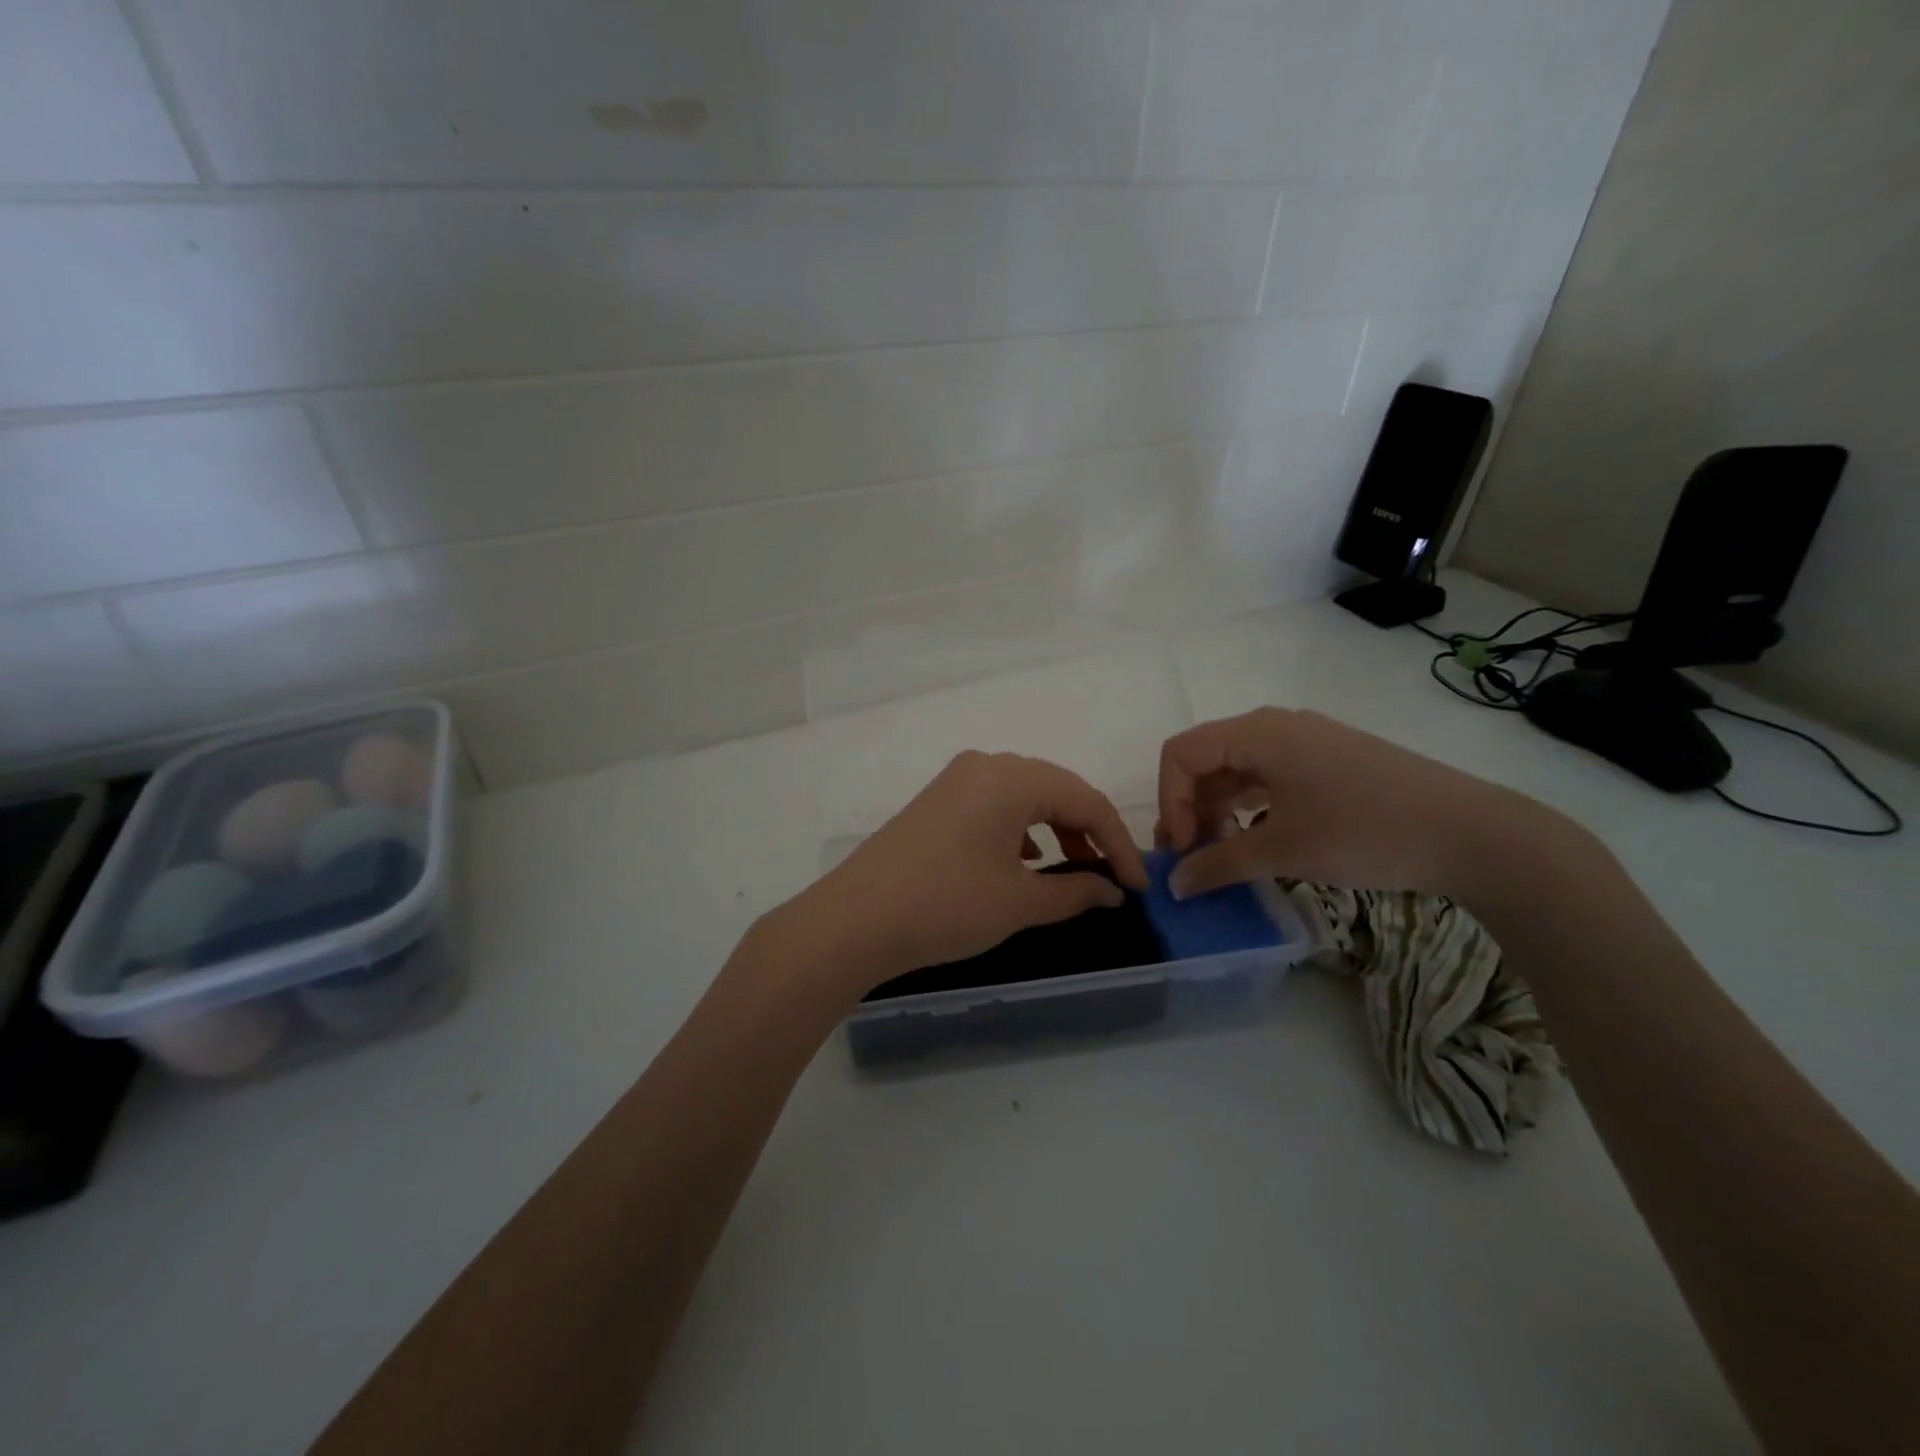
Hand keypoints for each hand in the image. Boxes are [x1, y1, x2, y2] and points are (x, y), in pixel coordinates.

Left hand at [789, 751, 1148, 990]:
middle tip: (1111, 876)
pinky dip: (1021, 829)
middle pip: (1056, 790)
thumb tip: (1113, 891)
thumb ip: (1075, 890)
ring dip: (1055, 828)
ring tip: (1073, 868)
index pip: (1086, 801)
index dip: (1119, 843)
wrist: (855, 920)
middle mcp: (985, 765)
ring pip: (1025, 796)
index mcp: (1011, 777)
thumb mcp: (1019, 902)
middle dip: (1089, 831)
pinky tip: (1025, 862)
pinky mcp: (937, 801)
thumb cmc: (946, 905)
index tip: (1139, 885)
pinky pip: (994, 805)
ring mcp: (956, 781)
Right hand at [1157, 707, 1560, 899]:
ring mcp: (1306, 742)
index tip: (1182, 851)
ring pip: (1238, 769)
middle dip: (1189, 808)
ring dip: (1218, 810)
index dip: (1169, 802)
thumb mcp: (1282, 851)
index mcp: (1257, 732)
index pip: (1181, 754)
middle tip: (1192, 859)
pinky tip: (1257, 839)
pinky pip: (1268, 776)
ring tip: (1222, 855)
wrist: (1473, 834)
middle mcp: (1275, 726)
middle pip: (1206, 759)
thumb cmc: (1364, 832)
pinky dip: (1249, 806)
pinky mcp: (1329, 761)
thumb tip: (1174, 885)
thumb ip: (1217, 865)